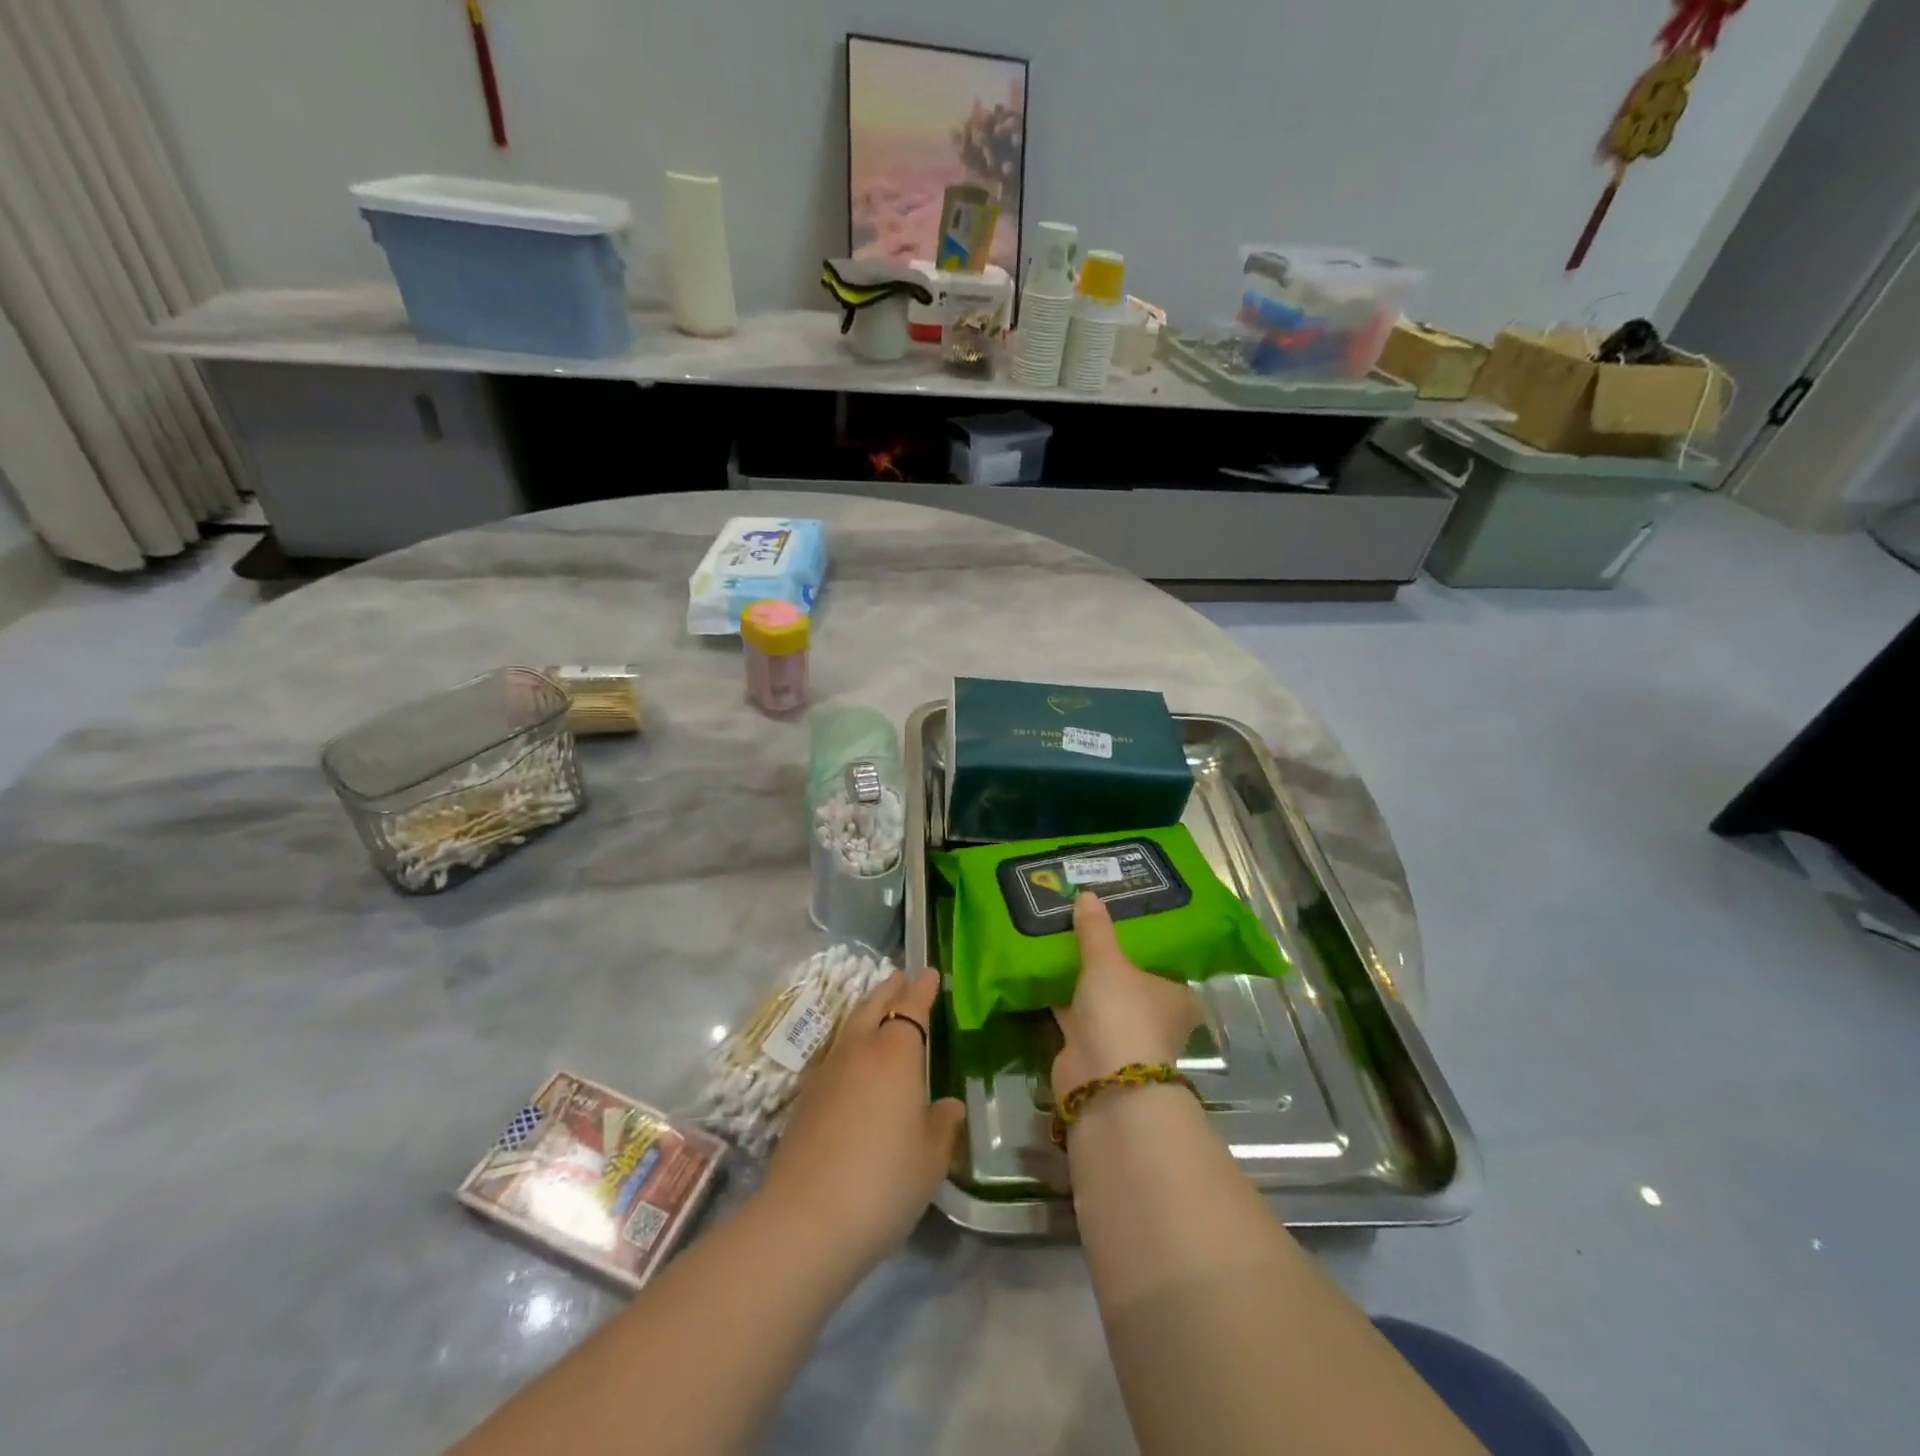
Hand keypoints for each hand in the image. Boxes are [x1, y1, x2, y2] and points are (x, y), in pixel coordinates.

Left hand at [761, 969, 965, 1269]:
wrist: (805, 1220)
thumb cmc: (883, 1181)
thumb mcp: (930, 1158)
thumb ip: (942, 1125)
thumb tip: (949, 1105)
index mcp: (895, 1053)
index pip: (911, 1007)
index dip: (922, 989)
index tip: (930, 973)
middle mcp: (858, 1050)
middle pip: (873, 1005)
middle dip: (890, 988)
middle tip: (902, 977)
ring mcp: (826, 1072)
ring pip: (850, 1025)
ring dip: (866, 1011)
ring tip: (878, 1010)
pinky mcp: (804, 1098)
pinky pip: (833, 1053)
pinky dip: (848, 1043)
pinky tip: (851, 1061)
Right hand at [1053, 892, 1201, 1093]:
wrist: (1102, 1081)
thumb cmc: (1123, 1013)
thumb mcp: (1107, 962)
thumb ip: (1096, 930)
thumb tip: (1087, 894)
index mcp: (1175, 995)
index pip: (1164, 962)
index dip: (1143, 940)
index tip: (1119, 916)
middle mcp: (1153, 1015)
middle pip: (1128, 978)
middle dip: (1106, 957)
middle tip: (1082, 920)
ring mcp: (1121, 1034)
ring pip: (1099, 995)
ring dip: (1081, 976)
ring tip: (1057, 936)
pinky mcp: (1089, 1047)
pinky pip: (1073, 1011)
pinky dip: (1060, 995)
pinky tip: (1039, 968)